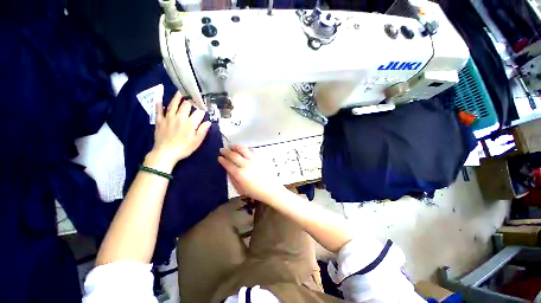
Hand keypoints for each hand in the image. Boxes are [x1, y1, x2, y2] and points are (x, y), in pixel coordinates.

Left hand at [148, 92, 211, 170]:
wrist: (165, 153)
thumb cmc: (184, 148)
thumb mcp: (197, 141)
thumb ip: (203, 130)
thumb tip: (208, 122)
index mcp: (190, 123)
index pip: (198, 113)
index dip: (202, 109)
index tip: (204, 108)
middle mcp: (179, 117)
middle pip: (186, 105)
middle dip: (191, 101)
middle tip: (193, 98)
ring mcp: (168, 118)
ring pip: (173, 105)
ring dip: (177, 98)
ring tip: (180, 92)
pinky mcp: (160, 121)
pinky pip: (158, 111)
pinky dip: (158, 105)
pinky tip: (159, 100)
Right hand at [218, 146, 284, 202]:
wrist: (270, 189)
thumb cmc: (255, 192)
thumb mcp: (240, 189)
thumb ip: (233, 179)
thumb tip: (228, 170)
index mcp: (239, 174)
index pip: (228, 164)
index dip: (222, 160)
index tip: (219, 157)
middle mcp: (246, 165)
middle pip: (234, 155)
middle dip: (226, 151)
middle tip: (222, 149)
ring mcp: (254, 160)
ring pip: (243, 149)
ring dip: (236, 147)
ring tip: (232, 146)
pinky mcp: (260, 158)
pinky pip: (252, 150)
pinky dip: (246, 148)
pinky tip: (244, 149)